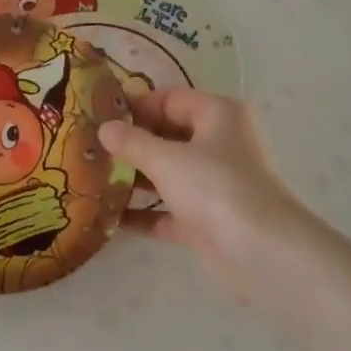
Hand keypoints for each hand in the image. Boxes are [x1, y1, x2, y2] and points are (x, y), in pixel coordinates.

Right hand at [97, 88, 311, 301]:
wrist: (262, 252)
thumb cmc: (215, 188)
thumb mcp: (166, 160)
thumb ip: (131, 142)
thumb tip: (104, 128)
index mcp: (218, 115)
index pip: (170, 99)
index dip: (135, 106)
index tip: (98, 118)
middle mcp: (220, 144)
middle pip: (168, 135)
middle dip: (130, 144)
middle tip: (89, 149)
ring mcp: (214, 183)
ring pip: (167, 173)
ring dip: (133, 178)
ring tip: (91, 179)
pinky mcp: (207, 218)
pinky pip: (168, 209)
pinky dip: (143, 212)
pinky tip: (108, 217)